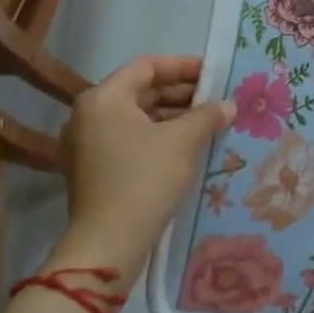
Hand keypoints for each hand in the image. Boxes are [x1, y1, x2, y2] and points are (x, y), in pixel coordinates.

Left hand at [50, 55, 234, 288]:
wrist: (108, 246)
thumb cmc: (145, 180)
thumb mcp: (183, 141)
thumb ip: (207, 115)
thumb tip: (228, 105)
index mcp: (104, 98)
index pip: (147, 66)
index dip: (183, 66)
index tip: (214, 73)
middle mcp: (88, 114)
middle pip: (140, 90)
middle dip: (180, 92)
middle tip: (215, 98)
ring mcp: (85, 143)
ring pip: (135, 116)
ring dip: (171, 115)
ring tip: (207, 121)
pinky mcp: (91, 168)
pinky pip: (128, 138)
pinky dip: (156, 135)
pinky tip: (186, 145)